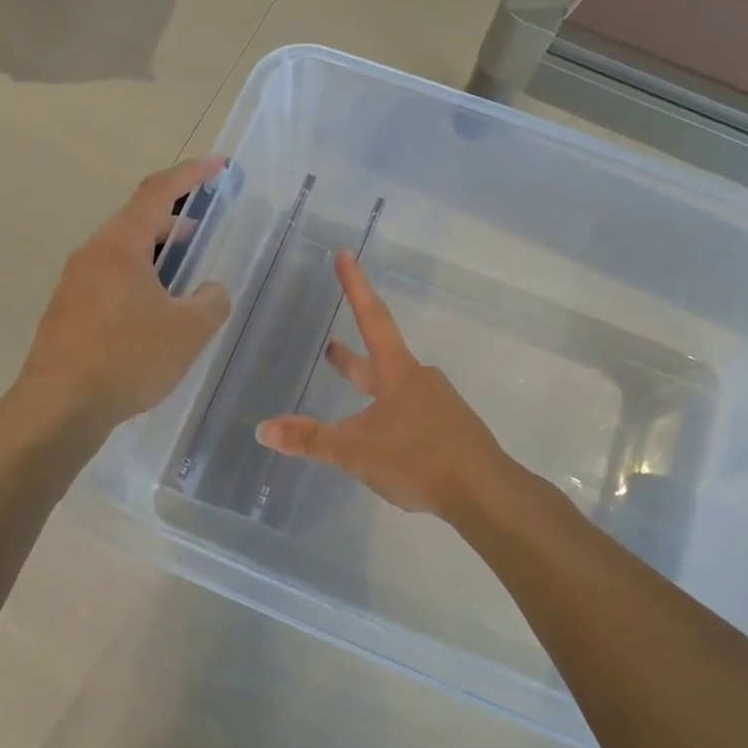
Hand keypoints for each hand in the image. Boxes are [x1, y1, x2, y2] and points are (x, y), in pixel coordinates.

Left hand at [17, 157, 232, 430]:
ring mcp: (74, 284)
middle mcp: (92, 255)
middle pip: (136, 222)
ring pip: (121, 255)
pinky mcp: (67, 313)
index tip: (218, 165)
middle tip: (203, 233)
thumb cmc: (128, 358)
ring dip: (155, 256)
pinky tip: (152, 316)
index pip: (157, 192)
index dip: (190, 174)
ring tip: (182, 279)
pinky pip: (109, 282)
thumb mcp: (188, 330)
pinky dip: (137, 282)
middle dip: (174, 222)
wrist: (59, 407)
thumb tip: (209, 291)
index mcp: (119, 245)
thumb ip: (211, 301)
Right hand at [256, 251, 509, 518]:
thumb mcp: (355, 451)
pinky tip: (385, 441)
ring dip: (371, 389)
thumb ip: (310, 440)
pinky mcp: (449, 430)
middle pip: (380, 358)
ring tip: (354, 402)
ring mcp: (438, 405)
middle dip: (351, 357)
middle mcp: (419, 380)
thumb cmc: (418, 459)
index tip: (345, 254)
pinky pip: (411, 415)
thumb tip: (263, 429)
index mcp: (397, 373)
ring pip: (396, 390)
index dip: (355, 286)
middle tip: (330, 347)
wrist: (484, 493)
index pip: (372, 318)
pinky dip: (389, 417)